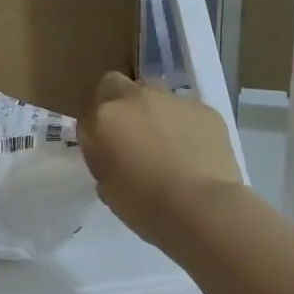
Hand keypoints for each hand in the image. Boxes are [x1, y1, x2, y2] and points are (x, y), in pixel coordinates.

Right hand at [79, 72, 242, 247]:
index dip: (96, 135)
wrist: (203, 208)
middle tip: (129, 135)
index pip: (88, 118)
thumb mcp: (106, 188)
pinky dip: (184, 124)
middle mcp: (135, 99)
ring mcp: (173, 100)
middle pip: (115, 85)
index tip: (105, 153)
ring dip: (151, 110)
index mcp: (105, 118)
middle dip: (117, 103)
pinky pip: (186, 110)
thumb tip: (109, 150)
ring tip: (165, 141)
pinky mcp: (205, 109)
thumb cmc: (145, 206)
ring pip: (153, 92)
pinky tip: (193, 150)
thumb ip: (102, 159)